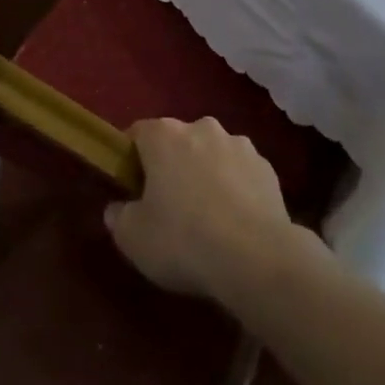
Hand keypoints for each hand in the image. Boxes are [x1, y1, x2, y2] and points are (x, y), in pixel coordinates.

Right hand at [103, 117, 311, 301]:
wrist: (257, 257)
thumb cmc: (183, 240)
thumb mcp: (133, 238)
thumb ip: (118, 216)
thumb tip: (118, 208)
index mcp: (164, 135)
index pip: (137, 133)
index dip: (131, 158)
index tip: (131, 187)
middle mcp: (202, 128)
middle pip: (177, 141)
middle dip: (171, 165)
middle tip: (167, 205)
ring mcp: (239, 144)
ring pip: (212, 154)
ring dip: (206, 174)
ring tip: (207, 217)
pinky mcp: (267, 167)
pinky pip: (240, 173)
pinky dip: (235, 188)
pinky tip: (235, 223)